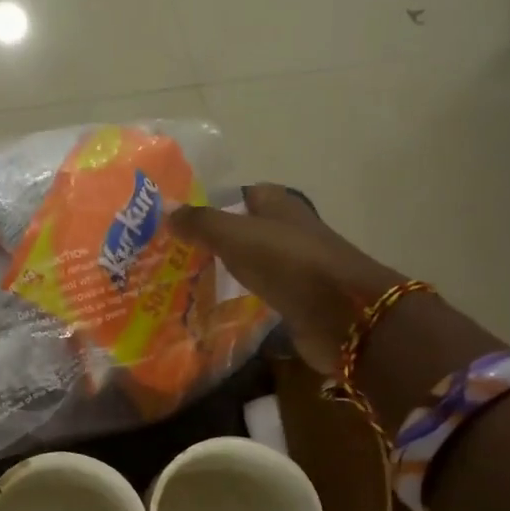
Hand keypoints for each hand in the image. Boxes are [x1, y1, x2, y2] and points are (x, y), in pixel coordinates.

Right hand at [169, 186, 405, 372]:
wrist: (342, 315)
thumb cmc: (289, 264)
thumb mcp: (237, 236)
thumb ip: (201, 223)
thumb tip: (167, 212)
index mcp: (279, 205)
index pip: (241, 195)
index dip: (211, 205)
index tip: (177, 222)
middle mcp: (288, 232)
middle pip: (245, 231)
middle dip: (213, 241)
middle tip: (172, 257)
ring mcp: (295, 269)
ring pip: (252, 264)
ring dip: (225, 272)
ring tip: (184, 284)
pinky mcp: (297, 302)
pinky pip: (261, 295)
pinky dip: (240, 299)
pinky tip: (213, 310)